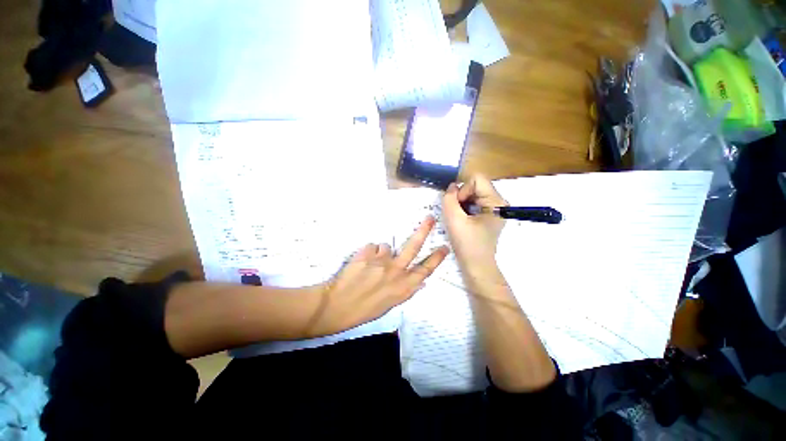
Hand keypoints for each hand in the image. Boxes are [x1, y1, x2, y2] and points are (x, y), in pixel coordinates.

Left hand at [305, 216, 448, 336]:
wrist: (337, 306)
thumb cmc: (365, 309)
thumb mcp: (391, 304)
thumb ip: (406, 290)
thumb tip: (421, 281)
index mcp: (403, 287)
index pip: (425, 270)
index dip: (436, 258)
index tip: (445, 247)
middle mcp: (396, 271)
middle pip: (413, 247)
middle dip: (424, 231)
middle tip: (430, 218)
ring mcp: (381, 261)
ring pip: (386, 247)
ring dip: (381, 253)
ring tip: (369, 265)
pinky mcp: (367, 253)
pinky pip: (372, 247)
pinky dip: (368, 253)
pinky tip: (361, 263)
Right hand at [442, 175, 507, 268]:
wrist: (476, 266)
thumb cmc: (467, 244)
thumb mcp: (454, 220)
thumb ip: (449, 199)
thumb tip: (452, 186)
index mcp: (496, 201)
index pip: (476, 179)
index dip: (463, 190)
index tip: (458, 207)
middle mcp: (498, 202)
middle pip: (475, 186)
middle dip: (461, 198)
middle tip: (456, 214)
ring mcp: (494, 208)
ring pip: (473, 194)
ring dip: (461, 204)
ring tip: (458, 219)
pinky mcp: (489, 215)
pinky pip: (474, 203)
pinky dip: (464, 209)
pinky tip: (462, 221)